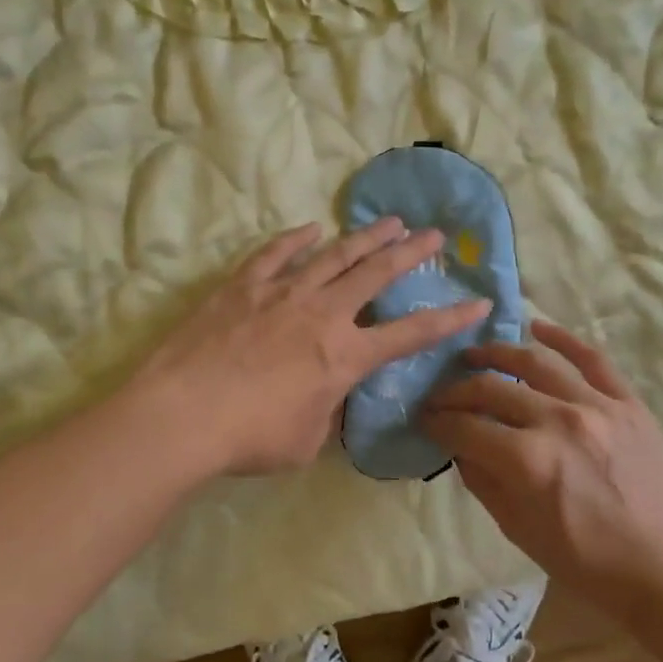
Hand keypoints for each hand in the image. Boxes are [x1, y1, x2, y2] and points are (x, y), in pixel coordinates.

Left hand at [129, 219, 490, 476]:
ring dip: (366, 237)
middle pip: (377, 274)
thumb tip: (329, 395)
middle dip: (411, 252)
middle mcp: (323, 314)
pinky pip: (276, 254)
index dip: (450, 319)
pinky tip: (311, 229)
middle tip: (434, 233)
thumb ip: (327, 411)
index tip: (479, 301)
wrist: (183, 414)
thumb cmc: (250, 438)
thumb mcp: (307, 440)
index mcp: (345, 356)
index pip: (412, 333)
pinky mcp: (243, 286)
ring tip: (389, 221)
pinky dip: (297, 239)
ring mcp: (282, 293)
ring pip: (334, 255)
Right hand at [422, 321, 662, 617]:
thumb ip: (484, 483)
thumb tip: (460, 448)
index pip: (465, 428)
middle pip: (492, 390)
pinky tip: (538, 328)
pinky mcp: (628, 404)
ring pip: (535, 364)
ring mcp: (597, 407)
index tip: (425, 418)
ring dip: (497, 354)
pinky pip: (593, 359)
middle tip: (441, 395)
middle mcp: (557, 422)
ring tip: (475, 354)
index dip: (437, 422)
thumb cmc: (589, 564)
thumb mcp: (520, 532)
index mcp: (527, 462)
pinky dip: (563, 339)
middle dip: (456, 391)